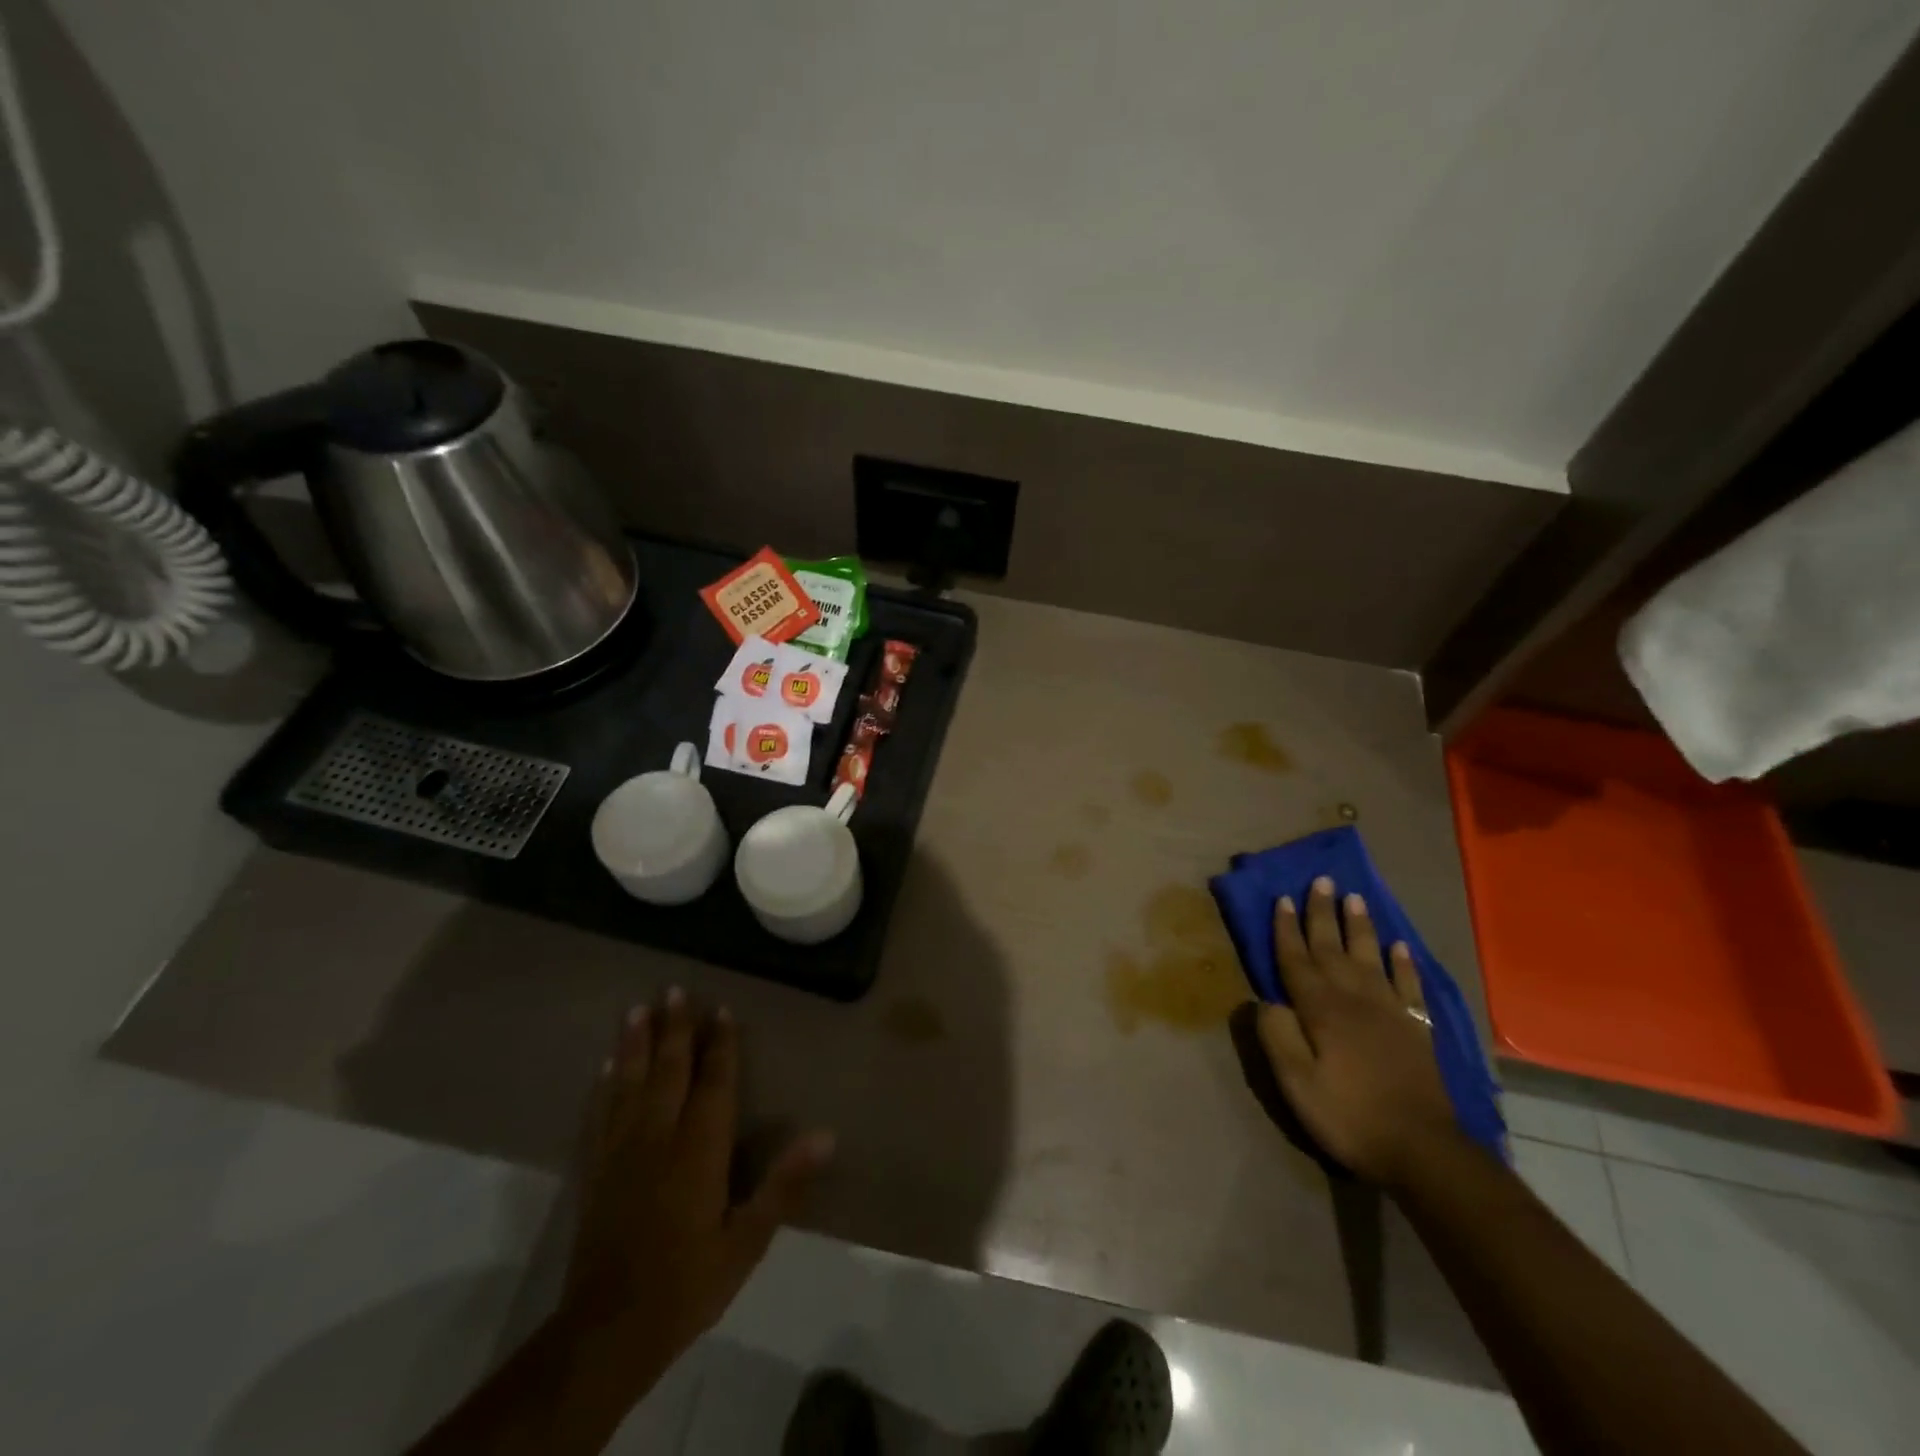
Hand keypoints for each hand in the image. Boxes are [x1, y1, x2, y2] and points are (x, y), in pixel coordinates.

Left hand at [562, 989, 833, 1370]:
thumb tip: (827, 1134)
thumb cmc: (688, 1283)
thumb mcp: (747, 1241)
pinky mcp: (596, 1171)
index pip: (713, 1083)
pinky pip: (600, 1114)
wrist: (607, 1333)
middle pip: (668, 1071)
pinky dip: (605, 1085)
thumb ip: (784, 1184)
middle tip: (674, 989)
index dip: (720, 1045)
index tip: (721, 1008)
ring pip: (630, 1083)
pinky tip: (607, 1066)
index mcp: (698, 1150)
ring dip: (636, 1044)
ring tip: (638, 1009)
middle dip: (674, 1029)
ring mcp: (621, 1152)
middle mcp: (658, 1138)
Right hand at [1255, 877, 1457, 1188]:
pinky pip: (1408, 985)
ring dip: (1360, 926)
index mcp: (1321, 1010)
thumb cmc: (1348, 1116)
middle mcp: (1354, 999)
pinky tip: (1399, 946)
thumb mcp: (1296, 1083)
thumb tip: (1264, 999)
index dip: (1287, 929)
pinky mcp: (1416, 1028)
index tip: (1281, 898)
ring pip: (1370, 957)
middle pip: (1333, 947)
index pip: (1297, 960)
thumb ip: (1277, 1037)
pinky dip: (1403, 963)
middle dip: (1323, 913)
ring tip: (1355, 897)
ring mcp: (1390, 1011)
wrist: (1422, 1150)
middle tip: (1320, 880)